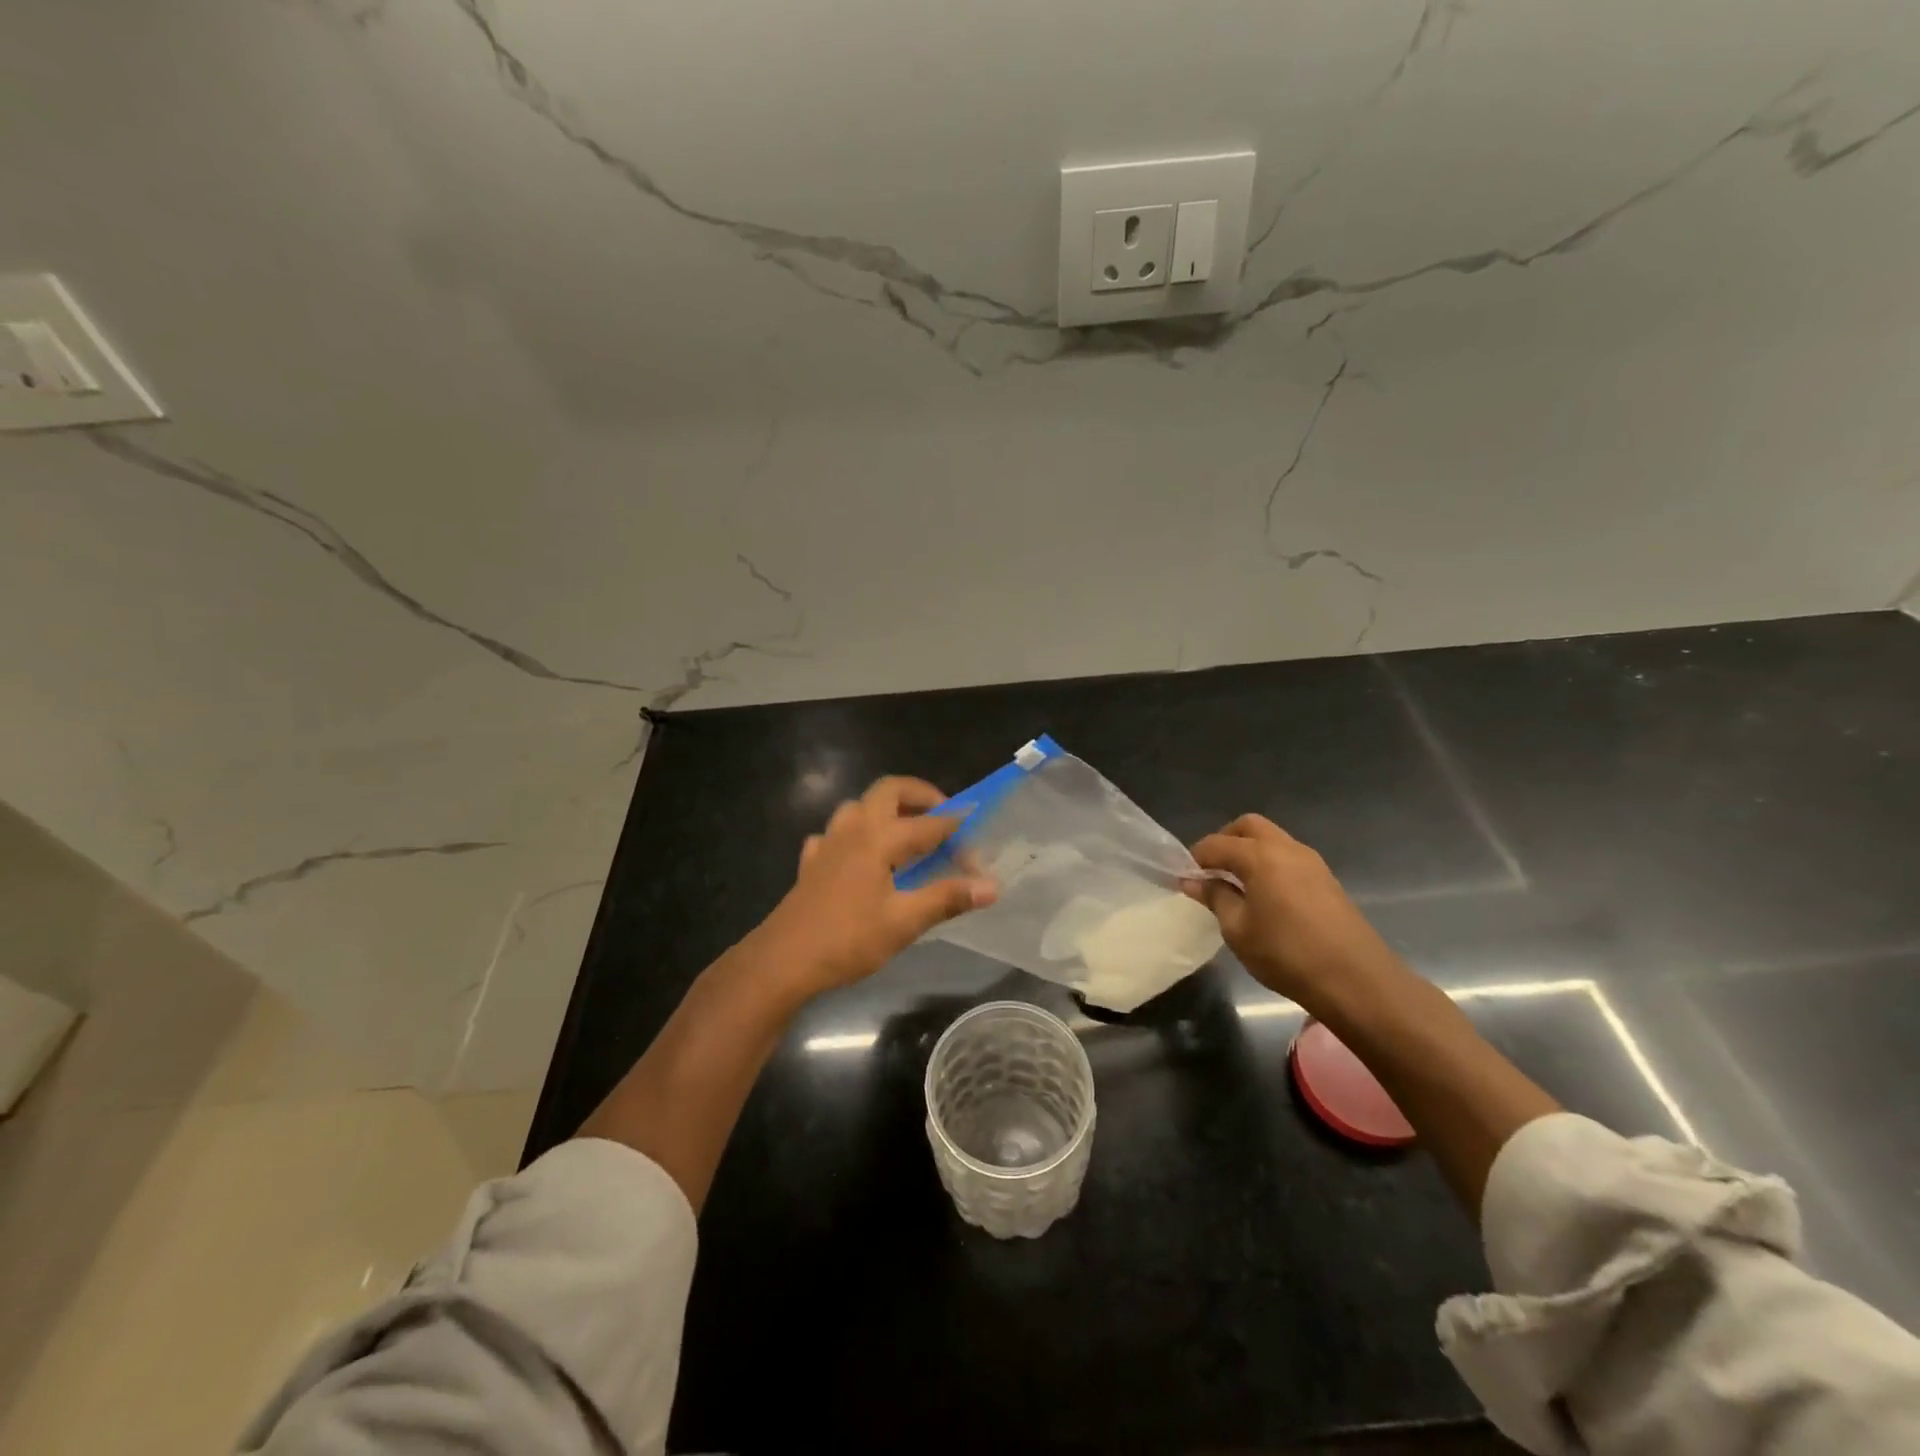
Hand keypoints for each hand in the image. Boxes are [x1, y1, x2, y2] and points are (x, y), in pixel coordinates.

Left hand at [757, 776, 997, 997]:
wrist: (781, 962)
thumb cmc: (847, 940)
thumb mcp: (904, 922)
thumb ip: (947, 898)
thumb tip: (992, 885)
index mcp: (878, 838)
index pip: (928, 824)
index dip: (956, 831)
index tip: (977, 843)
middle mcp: (853, 830)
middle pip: (888, 791)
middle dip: (919, 795)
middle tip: (942, 815)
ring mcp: (828, 844)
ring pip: (859, 807)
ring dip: (886, 811)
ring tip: (906, 835)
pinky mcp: (812, 863)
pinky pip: (836, 835)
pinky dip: (855, 836)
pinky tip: (860, 859)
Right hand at [1186, 813, 1405, 1010]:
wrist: (1357, 980)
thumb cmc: (1287, 954)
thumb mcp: (1238, 930)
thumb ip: (1216, 898)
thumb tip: (1194, 881)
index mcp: (1260, 856)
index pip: (1217, 844)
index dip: (1196, 858)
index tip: (1184, 878)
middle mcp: (1286, 849)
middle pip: (1249, 827)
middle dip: (1225, 841)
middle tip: (1212, 871)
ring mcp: (1312, 862)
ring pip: (1272, 839)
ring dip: (1250, 852)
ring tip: (1236, 885)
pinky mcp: (1327, 880)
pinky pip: (1289, 858)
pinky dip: (1270, 865)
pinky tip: (1265, 896)